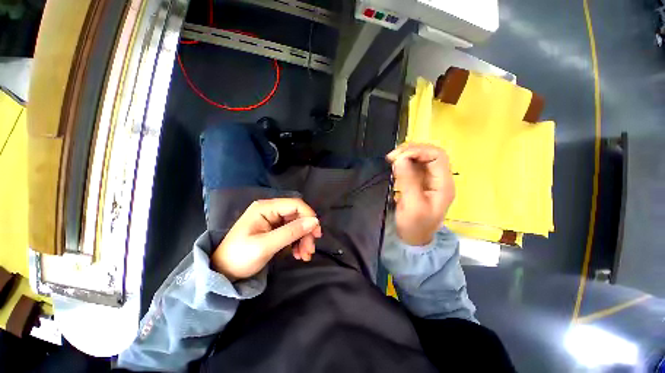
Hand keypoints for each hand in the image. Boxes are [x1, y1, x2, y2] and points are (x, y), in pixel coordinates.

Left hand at [211, 198, 322, 280]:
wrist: (222, 273)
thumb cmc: (239, 257)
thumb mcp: (266, 245)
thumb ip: (291, 232)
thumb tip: (314, 221)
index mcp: (266, 208)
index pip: (295, 204)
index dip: (309, 216)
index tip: (317, 233)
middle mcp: (271, 210)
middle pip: (298, 215)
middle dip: (306, 232)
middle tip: (310, 250)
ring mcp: (273, 220)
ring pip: (297, 225)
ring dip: (304, 239)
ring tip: (305, 256)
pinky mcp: (274, 230)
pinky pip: (292, 232)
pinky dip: (298, 243)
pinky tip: (298, 254)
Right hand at [386, 143, 454, 245]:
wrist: (414, 238)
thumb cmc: (415, 226)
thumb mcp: (412, 206)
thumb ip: (408, 181)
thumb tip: (400, 159)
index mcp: (443, 184)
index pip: (437, 156)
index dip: (418, 151)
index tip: (398, 157)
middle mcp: (439, 178)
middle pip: (429, 153)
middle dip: (410, 151)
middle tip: (391, 157)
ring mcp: (429, 179)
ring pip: (421, 158)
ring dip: (406, 155)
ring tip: (391, 159)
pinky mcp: (419, 181)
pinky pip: (413, 165)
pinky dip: (403, 162)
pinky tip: (394, 165)